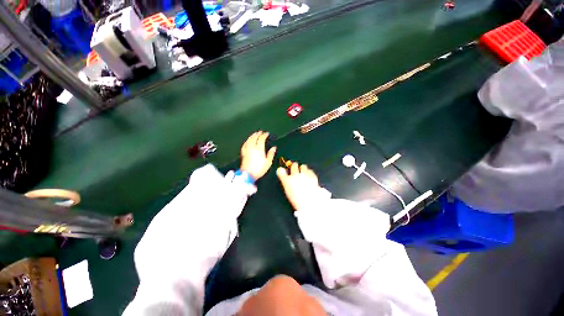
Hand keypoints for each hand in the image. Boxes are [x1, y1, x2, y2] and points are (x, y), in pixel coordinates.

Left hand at [240, 131, 276, 180]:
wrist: (248, 174)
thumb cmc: (259, 169)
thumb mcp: (268, 162)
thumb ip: (271, 154)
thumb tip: (274, 148)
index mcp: (259, 149)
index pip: (261, 139)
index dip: (264, 135)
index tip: (267, 133)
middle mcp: (252, 148)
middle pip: (254, 138)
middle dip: (258, 134)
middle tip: (260, 132)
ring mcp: (247, 150)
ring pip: (249, 140)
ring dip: (252, 136)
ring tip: (254, 134)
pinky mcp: (243, 153)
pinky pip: (245, 144)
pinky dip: (247, 141)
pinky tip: (247, 141)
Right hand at [276, 162, 323, 210]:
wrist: (310, 202)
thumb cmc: (297, 200)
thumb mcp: (288, 191)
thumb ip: (284, 179)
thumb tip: (280, 171)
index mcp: (287, 181)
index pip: (281, 171)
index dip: (282, 170)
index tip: (282, 170)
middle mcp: (295, 175)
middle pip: (294, 166)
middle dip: (294, 166)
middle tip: (295, 167)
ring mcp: (305, 175)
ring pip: (303, 166)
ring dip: (303, 168)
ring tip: (303, 171)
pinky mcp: (313, 176)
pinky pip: (310, 171)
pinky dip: (309, 172)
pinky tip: (309, 175)